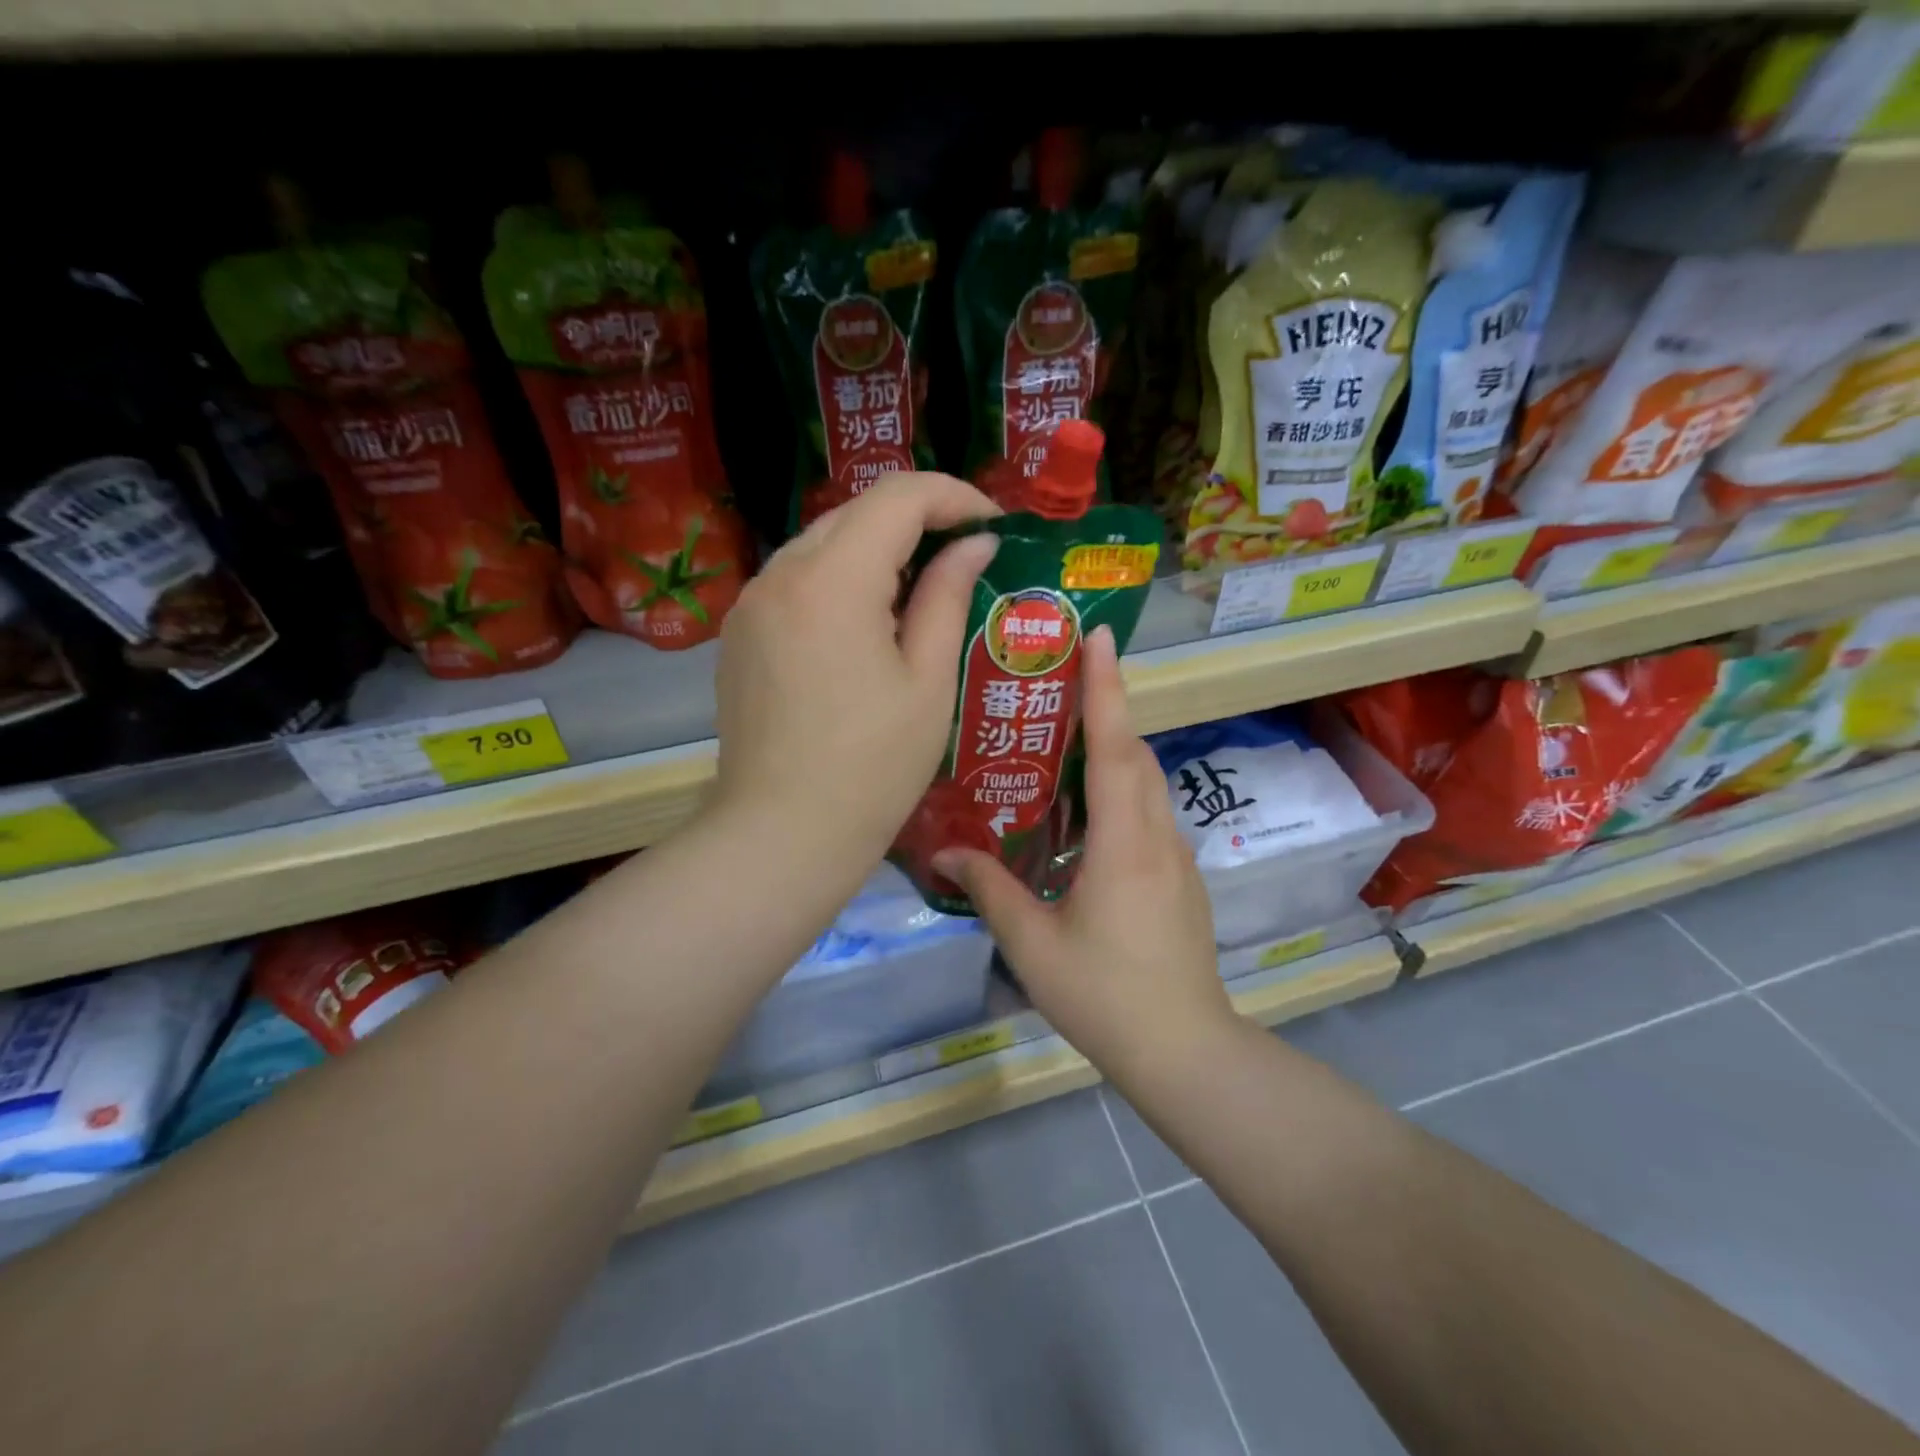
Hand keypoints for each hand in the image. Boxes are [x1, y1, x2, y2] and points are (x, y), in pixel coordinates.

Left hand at [713, 473, 999, 866]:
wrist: (782, 834)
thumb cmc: (872, 767)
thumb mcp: (928, 681)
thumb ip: (947, 597)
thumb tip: (974, 544)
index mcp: (833, 581)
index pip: (898, 497)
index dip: (954, 497)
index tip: (993, 525)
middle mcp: (780, 574)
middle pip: (856, 512)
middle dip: (917, 519)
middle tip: (965, 555)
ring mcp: (750, 603)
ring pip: (822, 542)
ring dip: (876, 549)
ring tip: (920, 590)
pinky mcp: (739, 633)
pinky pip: (796, 580)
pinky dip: (839, 580)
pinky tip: (866, 622)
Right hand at [933, 625, 1233, 1082]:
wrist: (1185, 1050)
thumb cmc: (1105, 995)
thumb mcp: (1033, 944)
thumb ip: (989, 889)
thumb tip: (942, 850)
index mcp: (1124, 842)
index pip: (1117, 747)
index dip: (1107, 688)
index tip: (1099, 637)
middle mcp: (1157, 836)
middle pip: (1137, 753)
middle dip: (1109, 705)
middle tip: (1069, 675)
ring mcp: (1176, 857)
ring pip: (1148, 782)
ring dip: (1117, 747)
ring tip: (1071, 732)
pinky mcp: (1180, 878)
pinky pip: (1150, 812)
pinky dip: (1123, 788)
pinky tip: (1088, 809)